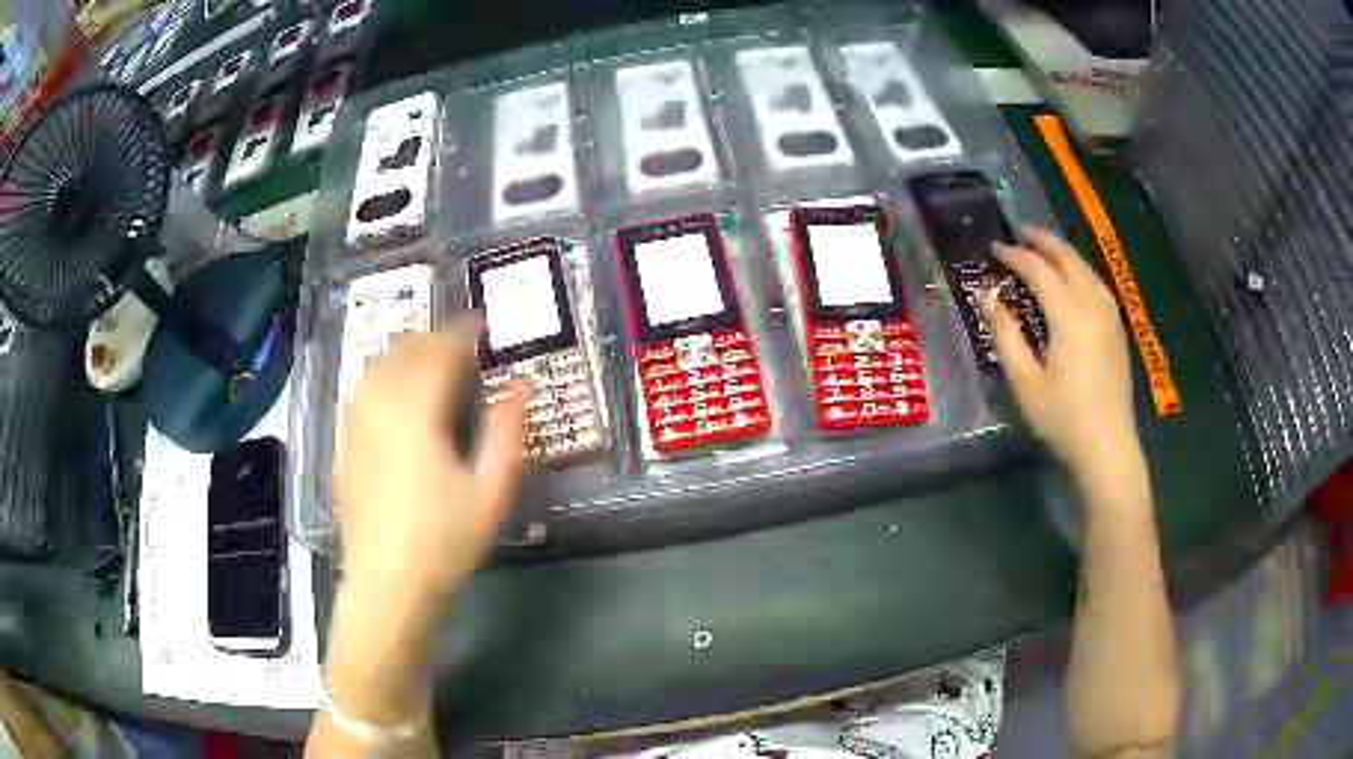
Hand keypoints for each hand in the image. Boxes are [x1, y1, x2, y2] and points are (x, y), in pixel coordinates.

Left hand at [335, 329, 525, 604]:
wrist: (389, 585)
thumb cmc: (444, 542)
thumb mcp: (491, 492)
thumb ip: (506, 432)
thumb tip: (518, 387)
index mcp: (416, 410)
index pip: (440, 350)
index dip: (464, 333)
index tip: (484, 326)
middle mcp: (378, 405)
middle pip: (405, 349)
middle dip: (435, 339)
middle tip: (463, 349)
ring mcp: (355, 423)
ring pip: (377, 364)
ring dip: (406, 354)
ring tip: (430, 365)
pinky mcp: (344, 443)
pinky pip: (362, 390)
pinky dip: (383, 377)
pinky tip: (396, 398)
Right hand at [981, 227, 1137, 486]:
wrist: (1108, 448)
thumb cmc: (1063, 419)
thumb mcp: (1025, 381)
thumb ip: (1006, 334)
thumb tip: (987, 295)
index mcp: (1069, 315)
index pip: (1039, 270)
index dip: (1016, 256)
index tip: (995, 250)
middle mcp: (1093, 306)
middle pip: (1069, 259)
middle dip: (1044, 242)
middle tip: (1021, 233)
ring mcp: (1110, 317)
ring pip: (1087, 269)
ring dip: (1064, 254)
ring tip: (1045, 250)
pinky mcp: (1117, 331)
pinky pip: (1097, 285)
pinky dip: (1080, 271)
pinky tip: (1074, 280)